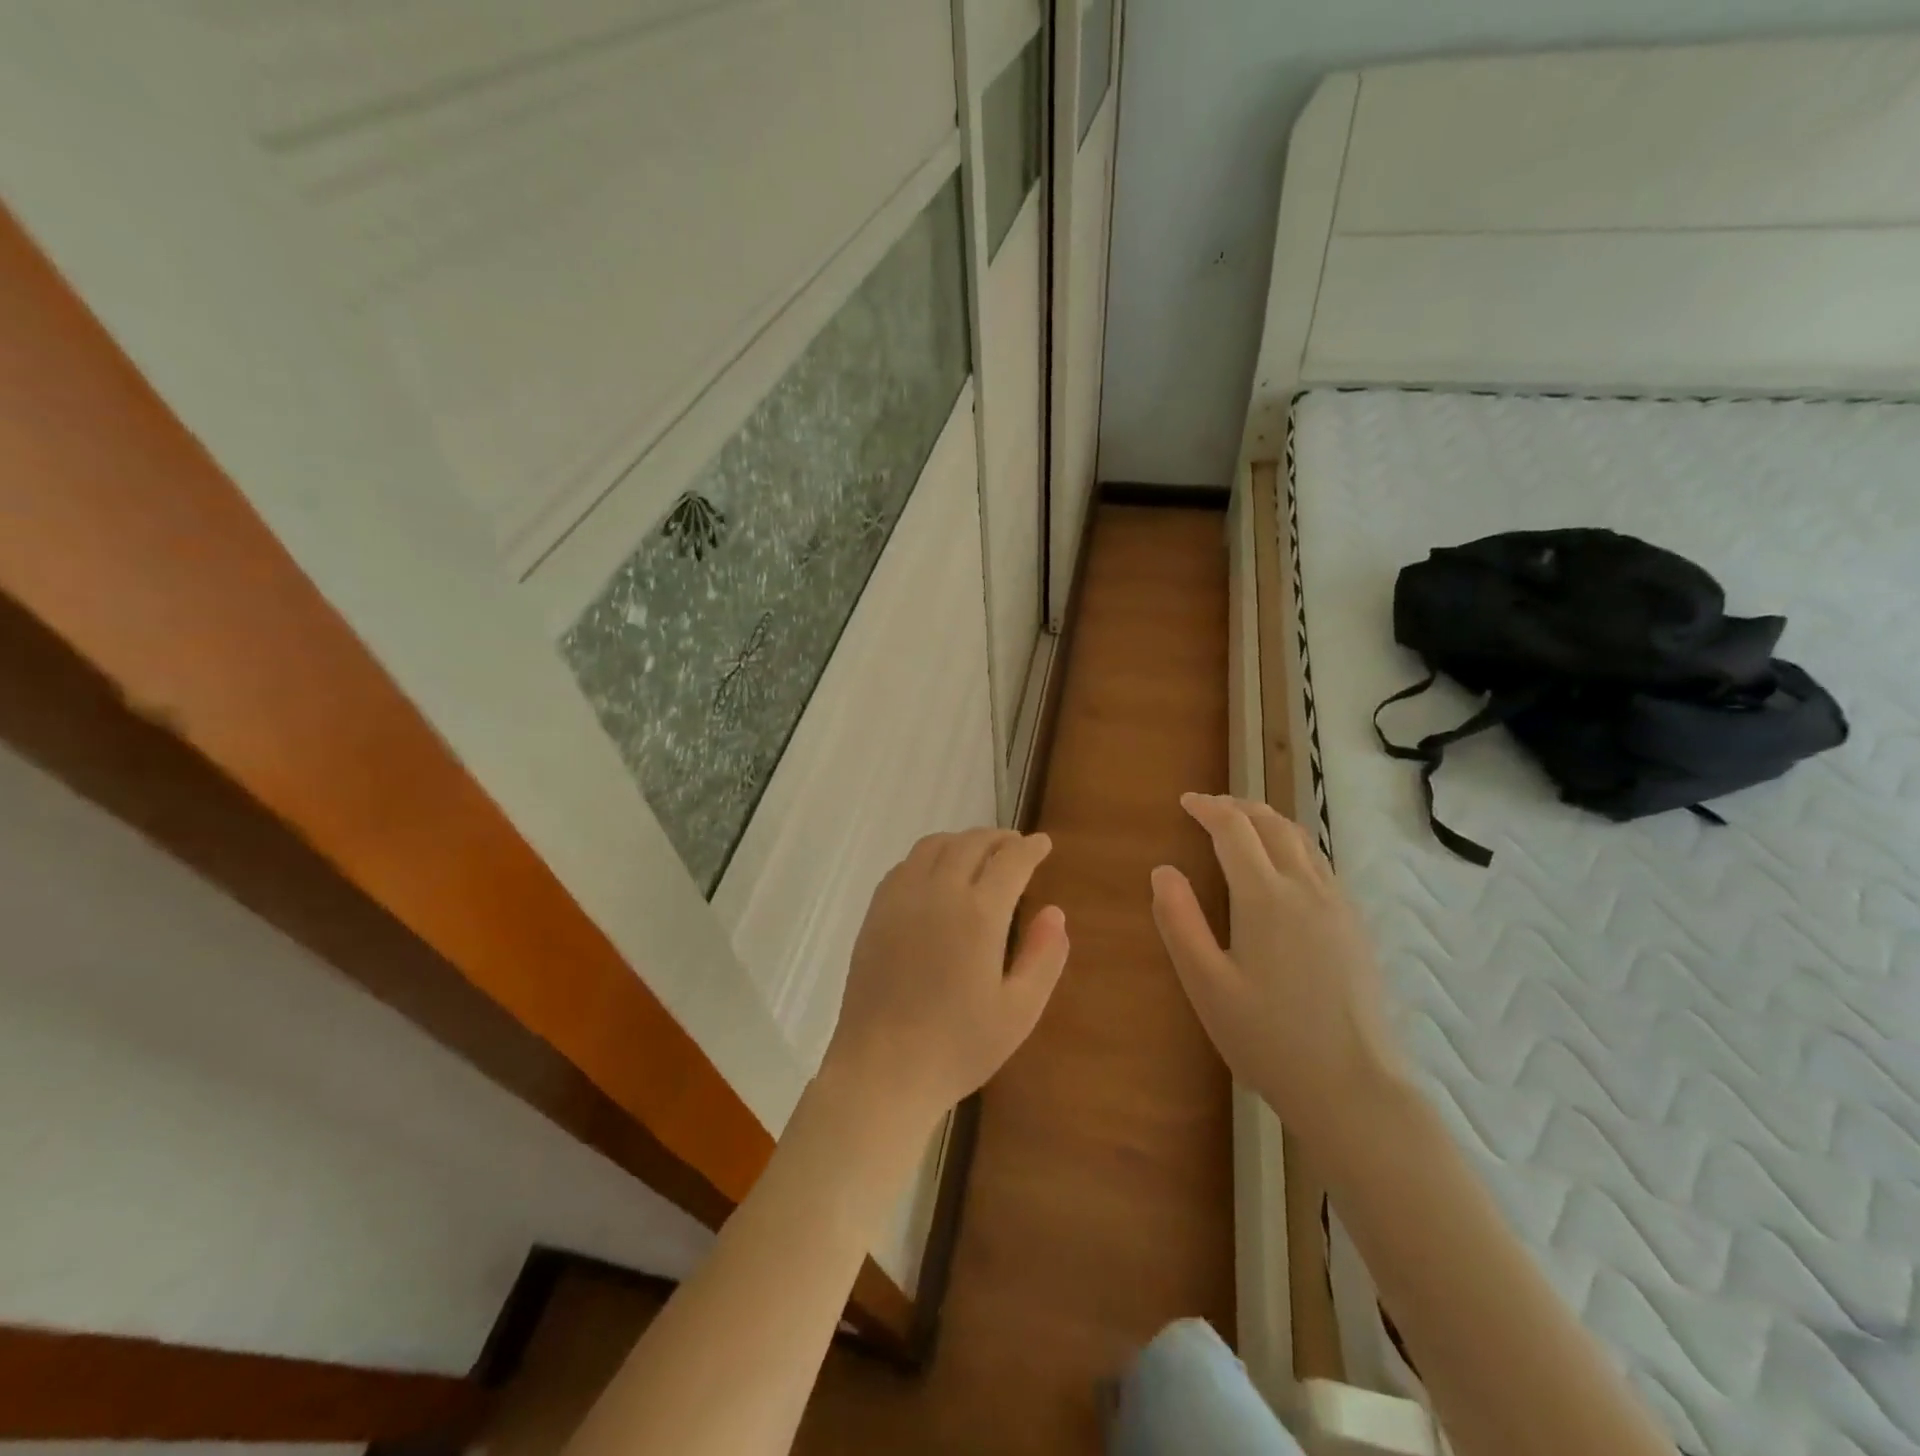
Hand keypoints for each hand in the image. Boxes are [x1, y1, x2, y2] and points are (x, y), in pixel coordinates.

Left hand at [824, 829, 1068, 1124]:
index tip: (1043, 843)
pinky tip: (936, 873)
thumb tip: (1055, 912)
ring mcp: (901, 899)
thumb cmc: (958, 1046)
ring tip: (979, 852)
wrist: (882, 1069)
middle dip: (999, 838)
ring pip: (934, 845)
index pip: (1010, 860)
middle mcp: (938, 892)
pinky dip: (929, 856)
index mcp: (978, 914)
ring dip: (962, 840)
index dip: (1030, 847)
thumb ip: (1044, 957)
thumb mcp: (1019, 1011)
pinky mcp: (875, 912)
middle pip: (971, 843)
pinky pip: (905, 865)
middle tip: (1016, 845)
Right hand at [1150, 794, 1407, 1160]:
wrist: (1354, 1087)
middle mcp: (1306, 888)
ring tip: (1244, 824)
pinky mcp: (1356, 926)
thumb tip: (1163, 870)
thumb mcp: (1206, 984)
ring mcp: (1338, 906)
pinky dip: (1293, 846)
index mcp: (1265, 897)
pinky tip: (1284, 868)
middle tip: (1210, 806)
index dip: (1208, 808)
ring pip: (1302, 841)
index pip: (1234, 830)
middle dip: (1239, 806)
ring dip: (1269, 821)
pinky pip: (1321, 864)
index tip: (1186, 801)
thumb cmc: (1268, 1038)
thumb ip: (1179, 921)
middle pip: (1273, 825)